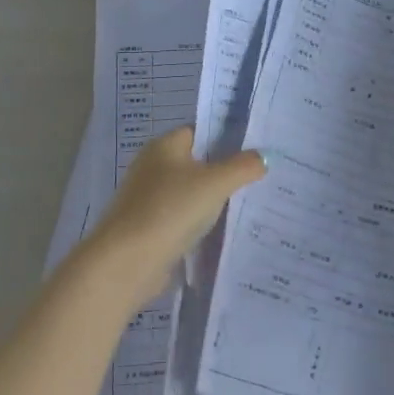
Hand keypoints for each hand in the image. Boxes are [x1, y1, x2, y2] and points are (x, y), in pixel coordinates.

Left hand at [80, 128, 266, 307]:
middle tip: (263, 176)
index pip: (200, 132)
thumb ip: (243, 167)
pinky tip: (226, 230)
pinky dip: (202, 223)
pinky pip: (185, 218)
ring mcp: (150, 199)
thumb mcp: (216, 183)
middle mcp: (153, 167)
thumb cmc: (171, 209)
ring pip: (192, 193)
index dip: (227, 137)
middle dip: (226, 170)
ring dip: (215, 200)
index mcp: (164, 146)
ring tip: (253, 202)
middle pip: (197, 163)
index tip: (258, 148)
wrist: (128, 262)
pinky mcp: (152, 228)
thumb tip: (264, 157)